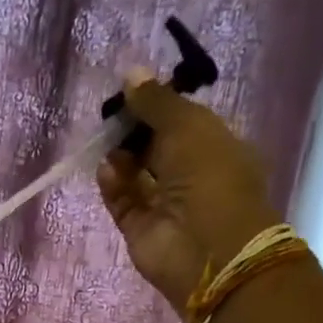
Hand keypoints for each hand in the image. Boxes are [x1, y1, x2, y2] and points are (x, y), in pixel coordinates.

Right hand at [97, 79, 282, 312]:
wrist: (207, 249)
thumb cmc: (210, 178)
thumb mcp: (188, 126)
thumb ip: (156, 102)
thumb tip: (131, 73)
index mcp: (217, 148)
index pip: (183, 122)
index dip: (158, 107)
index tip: (131, 92)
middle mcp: (192, 176)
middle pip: (156, 147)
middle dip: (134, 131)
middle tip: (111, 116)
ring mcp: (165, 205)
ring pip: (136, 174)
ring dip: (121, 156)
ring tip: (105, 142)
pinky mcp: (140, 228)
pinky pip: (122, 201)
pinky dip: (113, 184)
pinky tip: (105, 168)